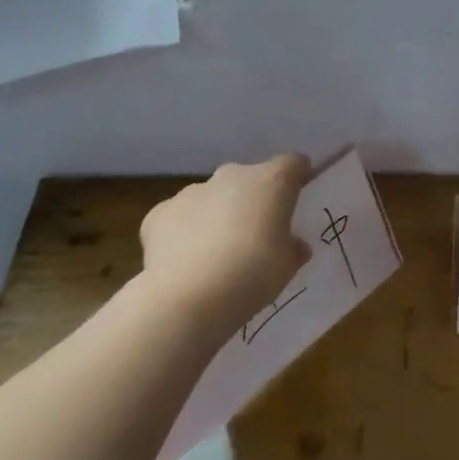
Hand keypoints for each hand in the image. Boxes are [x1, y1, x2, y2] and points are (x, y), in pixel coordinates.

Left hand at [138, 154, 311, 325]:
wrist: (189, 296)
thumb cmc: (254, 274)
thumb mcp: (288, 266)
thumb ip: (292, 248)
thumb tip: (293, 245)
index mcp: (271, 182)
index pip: (293, 163)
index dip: (298, 177)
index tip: (298, 195)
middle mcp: (232, 176)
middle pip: (249, 179)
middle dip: (254, 199)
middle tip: (258, 232)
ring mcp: (192, 192)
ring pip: (212, 197)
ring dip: (219, 214)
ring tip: (218, 252)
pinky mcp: (159, 213)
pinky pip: (180, 217)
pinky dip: (186, 232)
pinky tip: (187, 261)